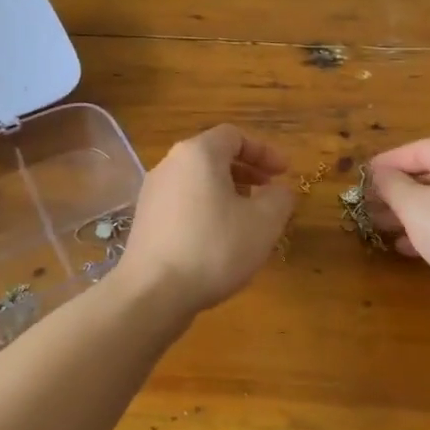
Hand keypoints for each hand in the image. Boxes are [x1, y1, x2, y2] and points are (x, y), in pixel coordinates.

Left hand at [117, 125, 295, 316]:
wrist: (152, 293)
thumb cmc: (214, 248)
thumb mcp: (264, 223)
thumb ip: (279, 198)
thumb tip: (279, 190)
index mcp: (198, 153)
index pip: (234, 136)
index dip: (264, 151)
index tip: (284, 174)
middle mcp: (170, 164)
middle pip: (214, 156)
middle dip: (246, 171)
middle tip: (269, 193)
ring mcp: (153, 192)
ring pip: (198, 181)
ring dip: (227, 192)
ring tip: (247, 219)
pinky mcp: (145, 220)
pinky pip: (183, 202)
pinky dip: (206, 209)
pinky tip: (219, 240)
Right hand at [367, 138, 429, 313]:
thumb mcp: (415, 208)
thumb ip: (391, 185)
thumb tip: (378, 173)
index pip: (413, 150)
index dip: (383, 166)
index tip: (360, 181)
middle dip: (399, 193)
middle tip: (371, 209)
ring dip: (415, 212)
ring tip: (387, 230)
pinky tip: (415, 247)